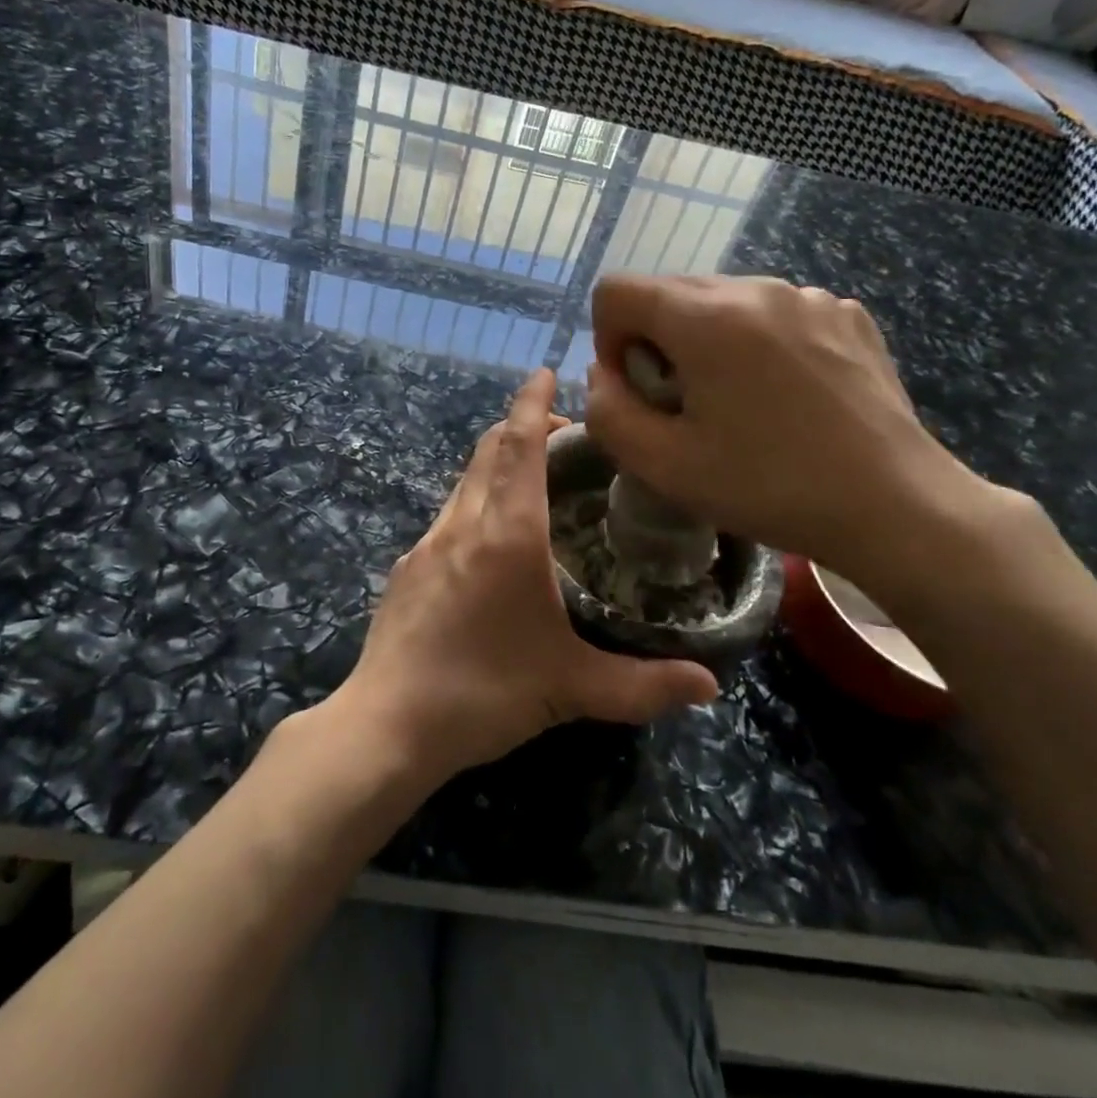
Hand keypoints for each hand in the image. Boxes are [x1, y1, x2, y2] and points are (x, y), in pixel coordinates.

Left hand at [335, 369, 718, 784]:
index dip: (533, 403)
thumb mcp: (572, 689)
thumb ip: (644, 685)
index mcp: (507, 534)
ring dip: (498, 465)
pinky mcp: (406, 567)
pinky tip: (491, 545)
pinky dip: (475, 503)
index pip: (520, 445)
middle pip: (489, 449)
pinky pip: (448, 515)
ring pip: (465, 480)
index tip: (546, 372)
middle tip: (563, 437)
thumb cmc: (483, 694)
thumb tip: (710, 685)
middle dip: (522, 427)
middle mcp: (463, 523)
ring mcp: (427, 543)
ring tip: (535, 485)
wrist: (386, 725)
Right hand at [587, 275, 998, 598]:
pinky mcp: (846, 313)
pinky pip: (775, 312)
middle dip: (657, 343)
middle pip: (669, 293)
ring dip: (708, 343)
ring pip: (722, 302)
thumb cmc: (770, 487)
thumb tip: (604, 376)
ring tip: (741, 403)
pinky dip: (759, 343)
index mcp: (706, 318)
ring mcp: (808, 296)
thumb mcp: (664, 466)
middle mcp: (756, 287)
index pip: (616, 291)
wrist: (895, 506)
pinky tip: (788, 395)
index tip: (639, 391)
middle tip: (686, 406)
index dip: (608, 341)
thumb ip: (607, 413)